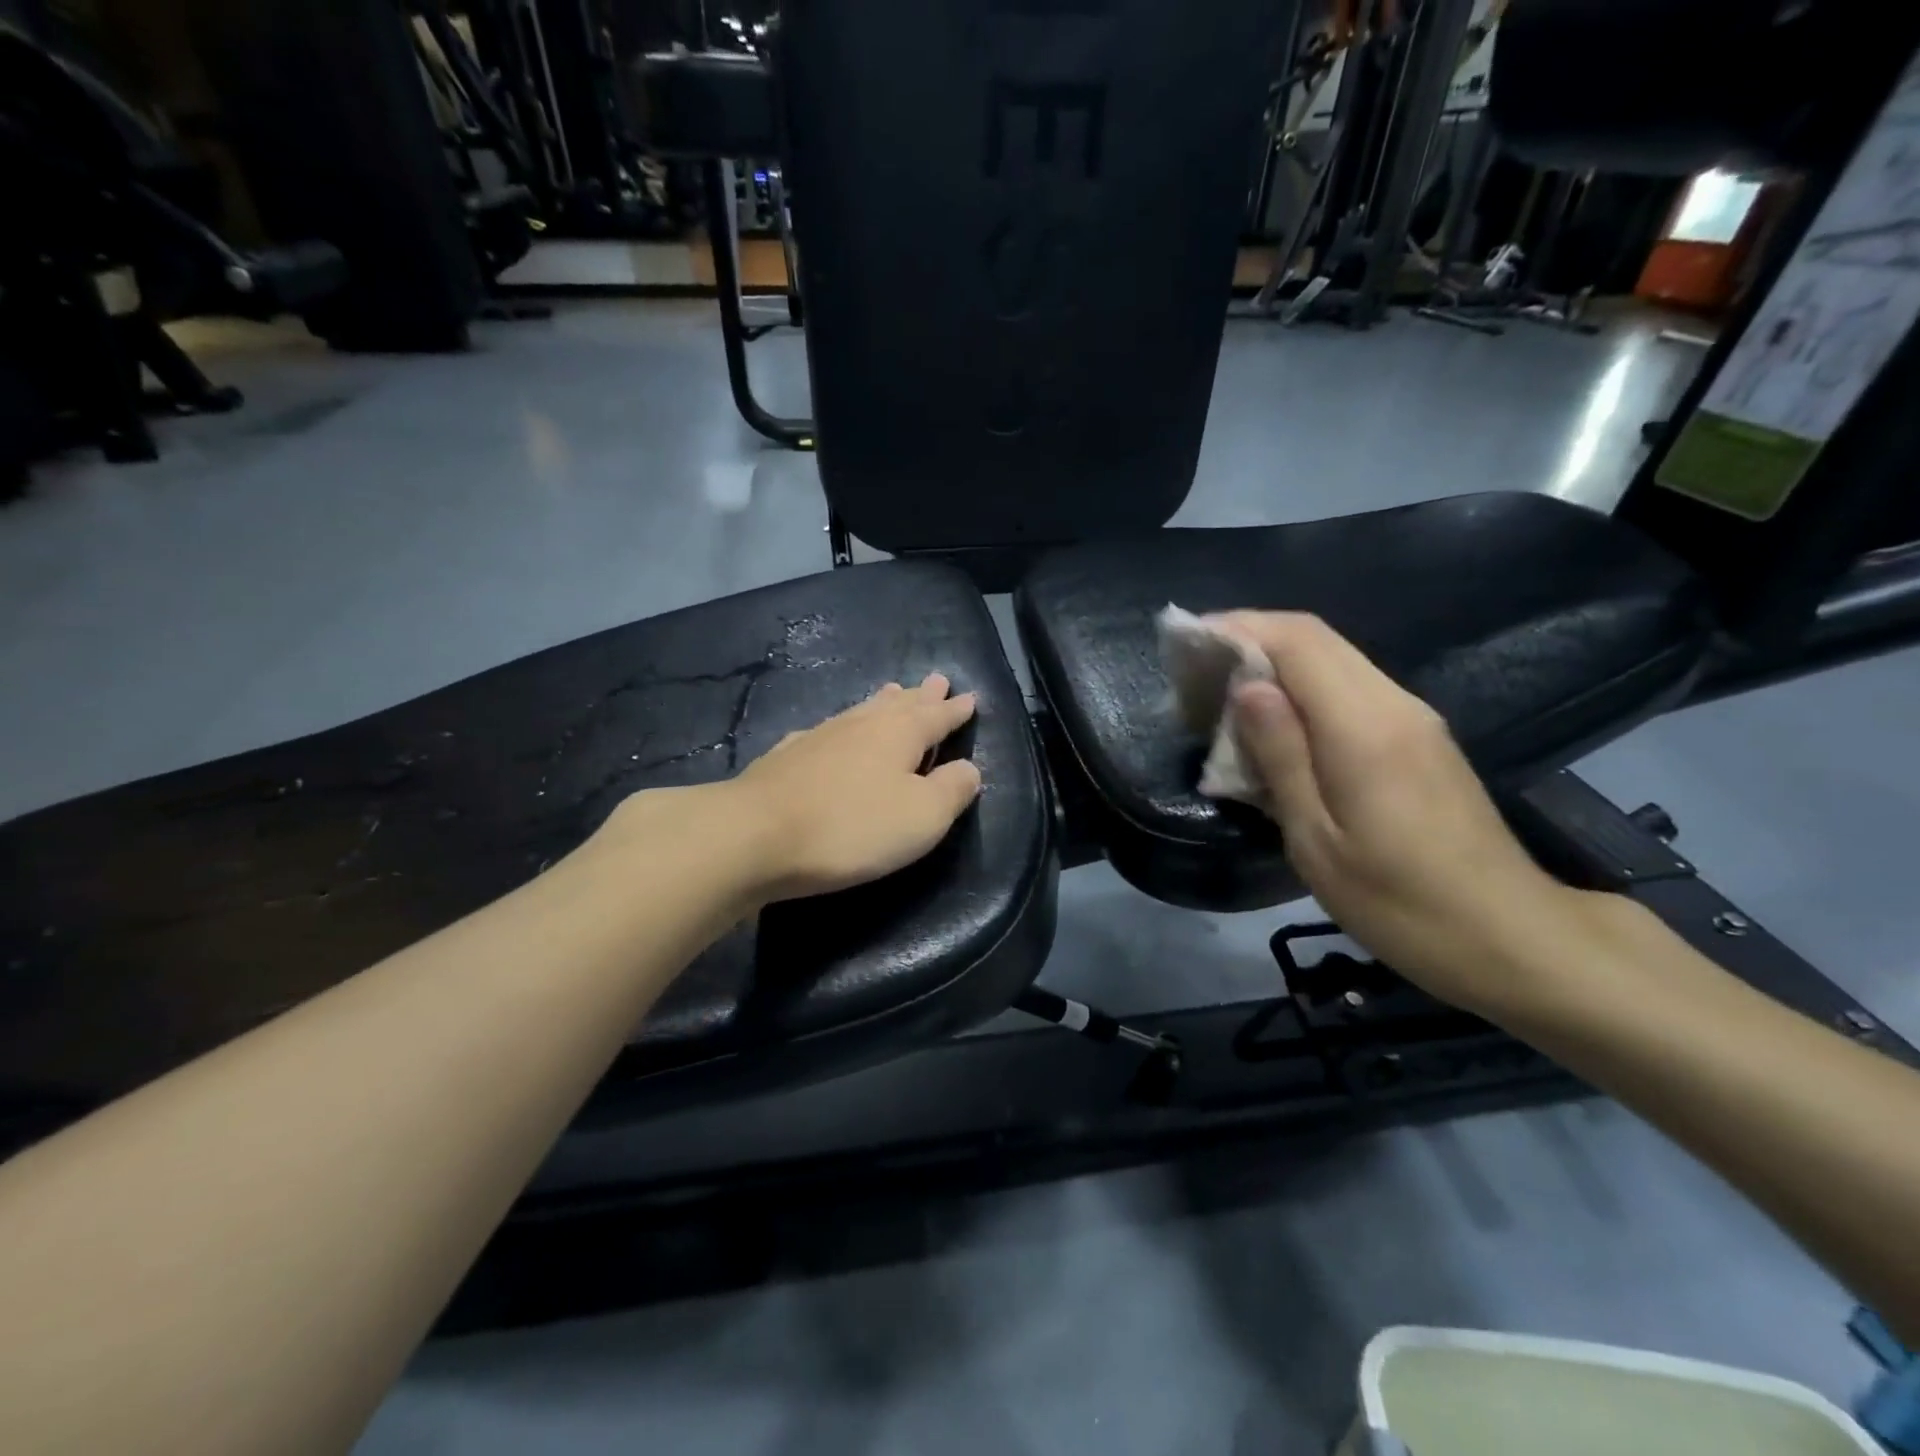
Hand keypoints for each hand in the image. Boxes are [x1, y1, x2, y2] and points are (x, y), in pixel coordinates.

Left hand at [730, 673, 982, 902]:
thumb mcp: (922, 817)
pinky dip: (841, 726)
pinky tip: (831, 729)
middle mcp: (861, 724)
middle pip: (899, 705)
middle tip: (936, 679)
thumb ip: (952, 790)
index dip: (955, 710)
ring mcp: (820, 736)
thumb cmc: (852, 827)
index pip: (936, 716)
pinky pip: (827, 730)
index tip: (969, 697)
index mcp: (900, 734)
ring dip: (883, 702)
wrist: (755, 835)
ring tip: (893, 691)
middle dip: (921, 695)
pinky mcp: (787, 756)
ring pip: (861, 711)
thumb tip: (969, 768)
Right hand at [1216, 612, 1604, 1014]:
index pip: (1298, 640)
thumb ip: (1281, 756)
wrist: (1513, 938)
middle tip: (1195, 670)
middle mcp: (1394, 704)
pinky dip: (1301, 691)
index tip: (1187, 643)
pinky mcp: (1419, 739)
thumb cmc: (1401, 903)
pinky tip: (1273, 727)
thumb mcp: (1318, 842)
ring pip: (1334, 661)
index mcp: (1365, 727)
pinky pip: (1350, 690)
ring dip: (1274, 665)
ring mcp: (1413, 719)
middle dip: (1249, 639)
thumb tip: (1247, 688)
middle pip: (1316, 639)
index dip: (1238, 628)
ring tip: (1221, 697)